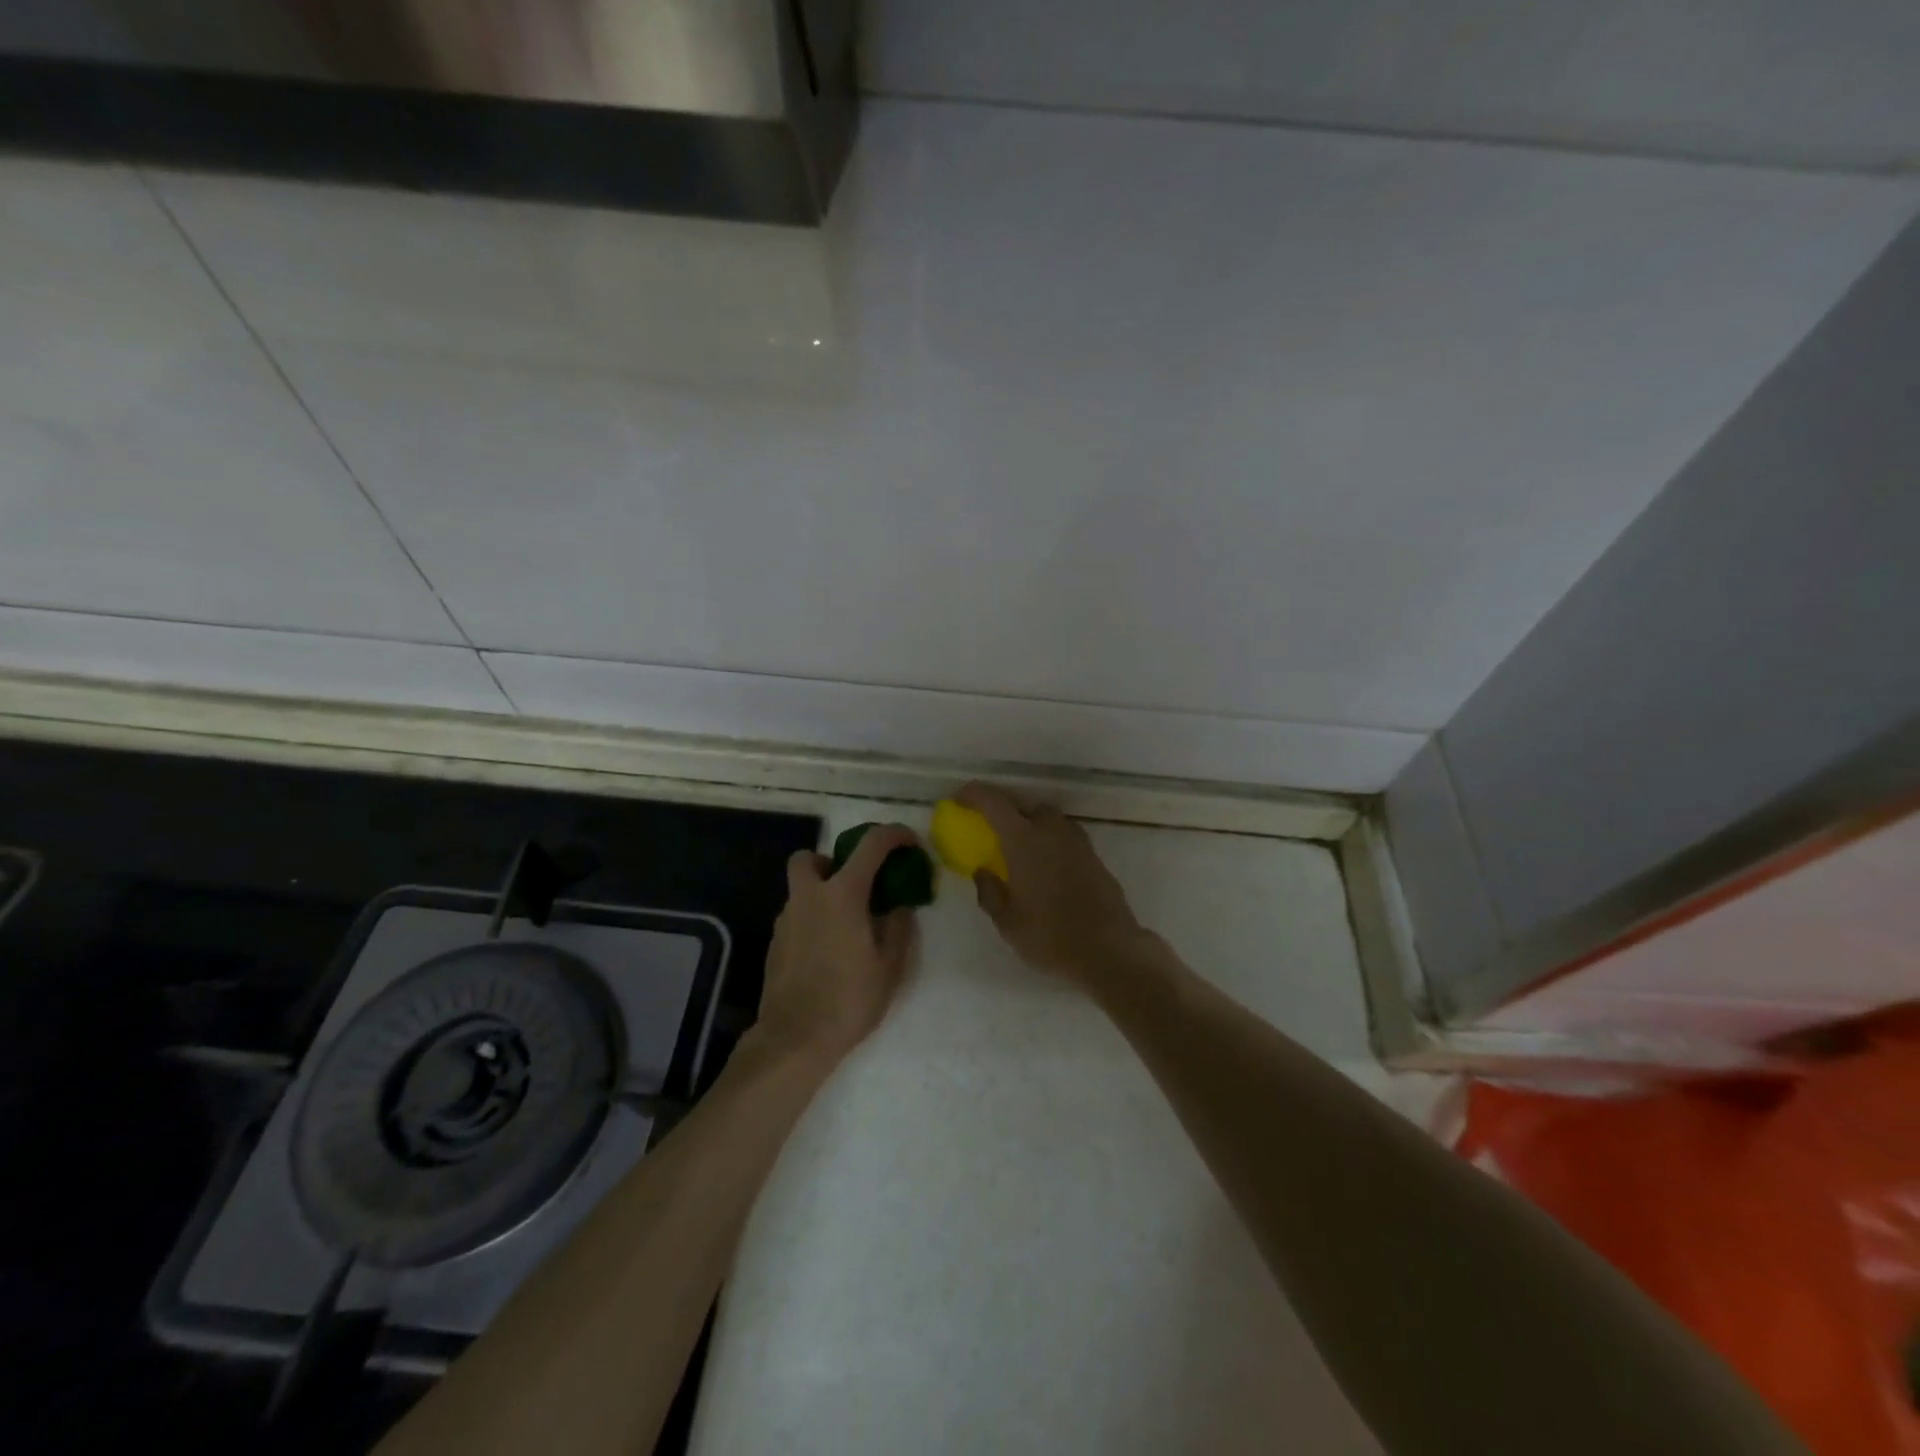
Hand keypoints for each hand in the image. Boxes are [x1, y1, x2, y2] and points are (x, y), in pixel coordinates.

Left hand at [753, 824, 919, 1065]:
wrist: (795, 1039)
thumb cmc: (849, 998)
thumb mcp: (890, 965)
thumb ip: (898, 926)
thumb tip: (900, 905)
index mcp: (842, 894)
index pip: (871, 844)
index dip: (894, 834)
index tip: (909, 843)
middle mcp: (809, 897)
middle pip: (810, 857)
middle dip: (831, 861)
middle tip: (855, 886)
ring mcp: (786, 919)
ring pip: (801, 889)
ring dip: (822, 894)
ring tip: (847, 927)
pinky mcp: (775, 943)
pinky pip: (797, 916)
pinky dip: (813, 920)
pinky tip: (828, 951)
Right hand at [954, 783, 1157, 989]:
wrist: (1109, 951)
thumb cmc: (1050, 937)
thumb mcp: (1007, 922)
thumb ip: (990, 892)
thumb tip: (983, 872)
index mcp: (1024, 841)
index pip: (993, 802)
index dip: (972, 794)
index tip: (957, 799)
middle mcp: (1051, 832)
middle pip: (1024, 805)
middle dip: (1005, 811)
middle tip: (991, 829)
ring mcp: (1077, 842)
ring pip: (1049, 819)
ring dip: (1031, 824)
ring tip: (1020, 849)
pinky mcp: (1094, 857)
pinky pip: (1066, 836)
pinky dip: (1051, 841)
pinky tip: (1047, 866)